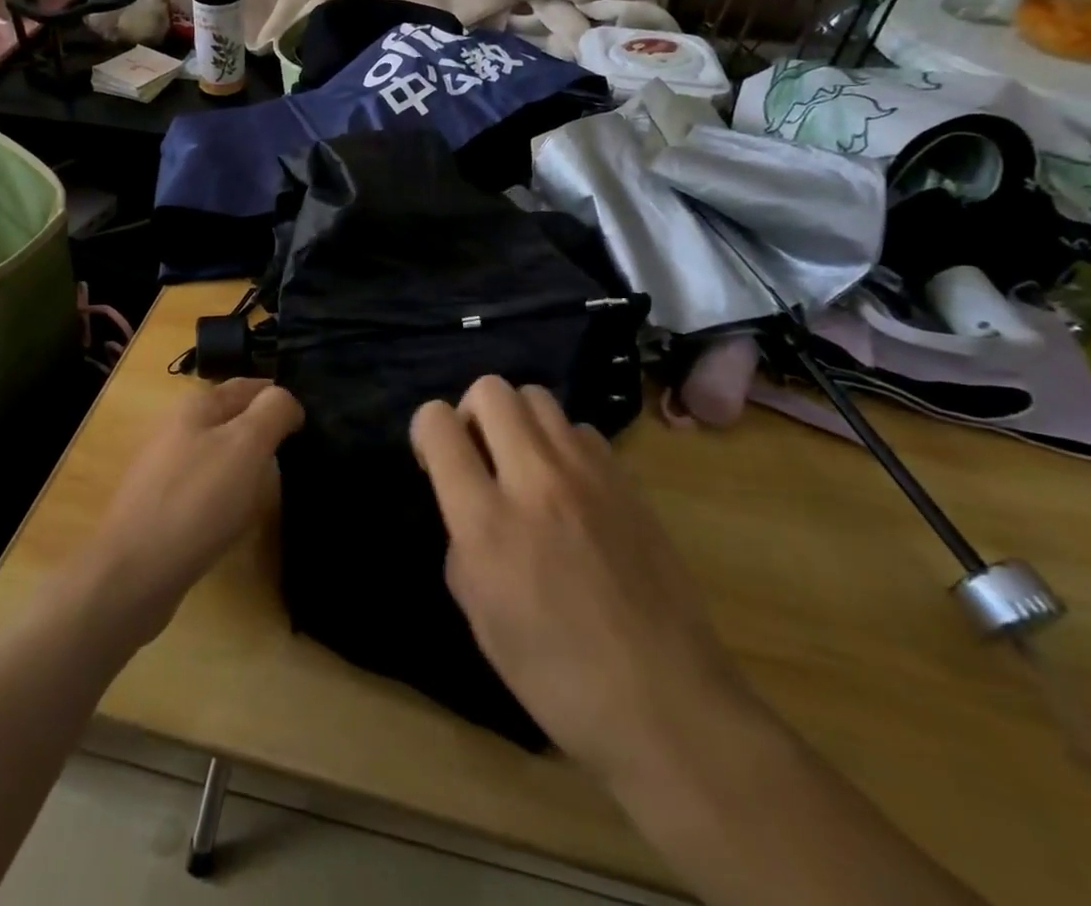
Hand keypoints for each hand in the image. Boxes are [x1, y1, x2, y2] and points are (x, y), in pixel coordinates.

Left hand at [83, 378, 302, 644]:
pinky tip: (238, 516)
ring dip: (247, 464)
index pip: (248, 386)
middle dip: (263, 429)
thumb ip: (273, 411)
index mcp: (196, 406)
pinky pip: (206, 488)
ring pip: (219, 454)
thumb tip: (288, 402)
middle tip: (297, 453)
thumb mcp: (247, 445)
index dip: (279, 397)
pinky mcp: (162, 507)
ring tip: (273, 485)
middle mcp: (177, 429)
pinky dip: (228, 495)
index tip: (308, 420)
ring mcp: (165, 469)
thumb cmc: (198, 500)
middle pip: (232, 419)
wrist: (134, 574)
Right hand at [411, 377, 745, 786]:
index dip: (425, 431)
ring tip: (524, 466)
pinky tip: (570, 488)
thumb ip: (462, 542)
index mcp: (487, 520)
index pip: (438, 424)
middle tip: (480, 456)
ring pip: (537, 396)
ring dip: (517, 421)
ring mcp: (587, 473)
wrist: (665, 702)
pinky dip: (562, 444)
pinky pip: (580, 430)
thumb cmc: (557, 677)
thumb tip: (469, 506)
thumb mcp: (480, 617)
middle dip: (471, 413)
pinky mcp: (625, 479)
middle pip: (490, 389)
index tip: (434, 460)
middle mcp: (535, 479)